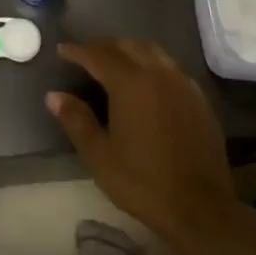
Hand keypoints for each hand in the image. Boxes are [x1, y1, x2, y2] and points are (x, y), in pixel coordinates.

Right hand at [47, 39, 237, 252]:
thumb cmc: (143, 182)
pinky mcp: (199, 100)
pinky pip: (171, 68)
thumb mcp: (99, 155)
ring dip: (130, 50)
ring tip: (114, 63)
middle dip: (104, 46)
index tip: (62, 49)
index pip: (99, 55)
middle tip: (86, 55)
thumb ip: (76, 120)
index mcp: (131, 84)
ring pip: (153, 52)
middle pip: (128, 46)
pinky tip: (147, 83)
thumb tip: (54, 95)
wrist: (201, 208)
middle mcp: (159, 74)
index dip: (78, 51)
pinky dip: (152, 64)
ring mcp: (183, 85)